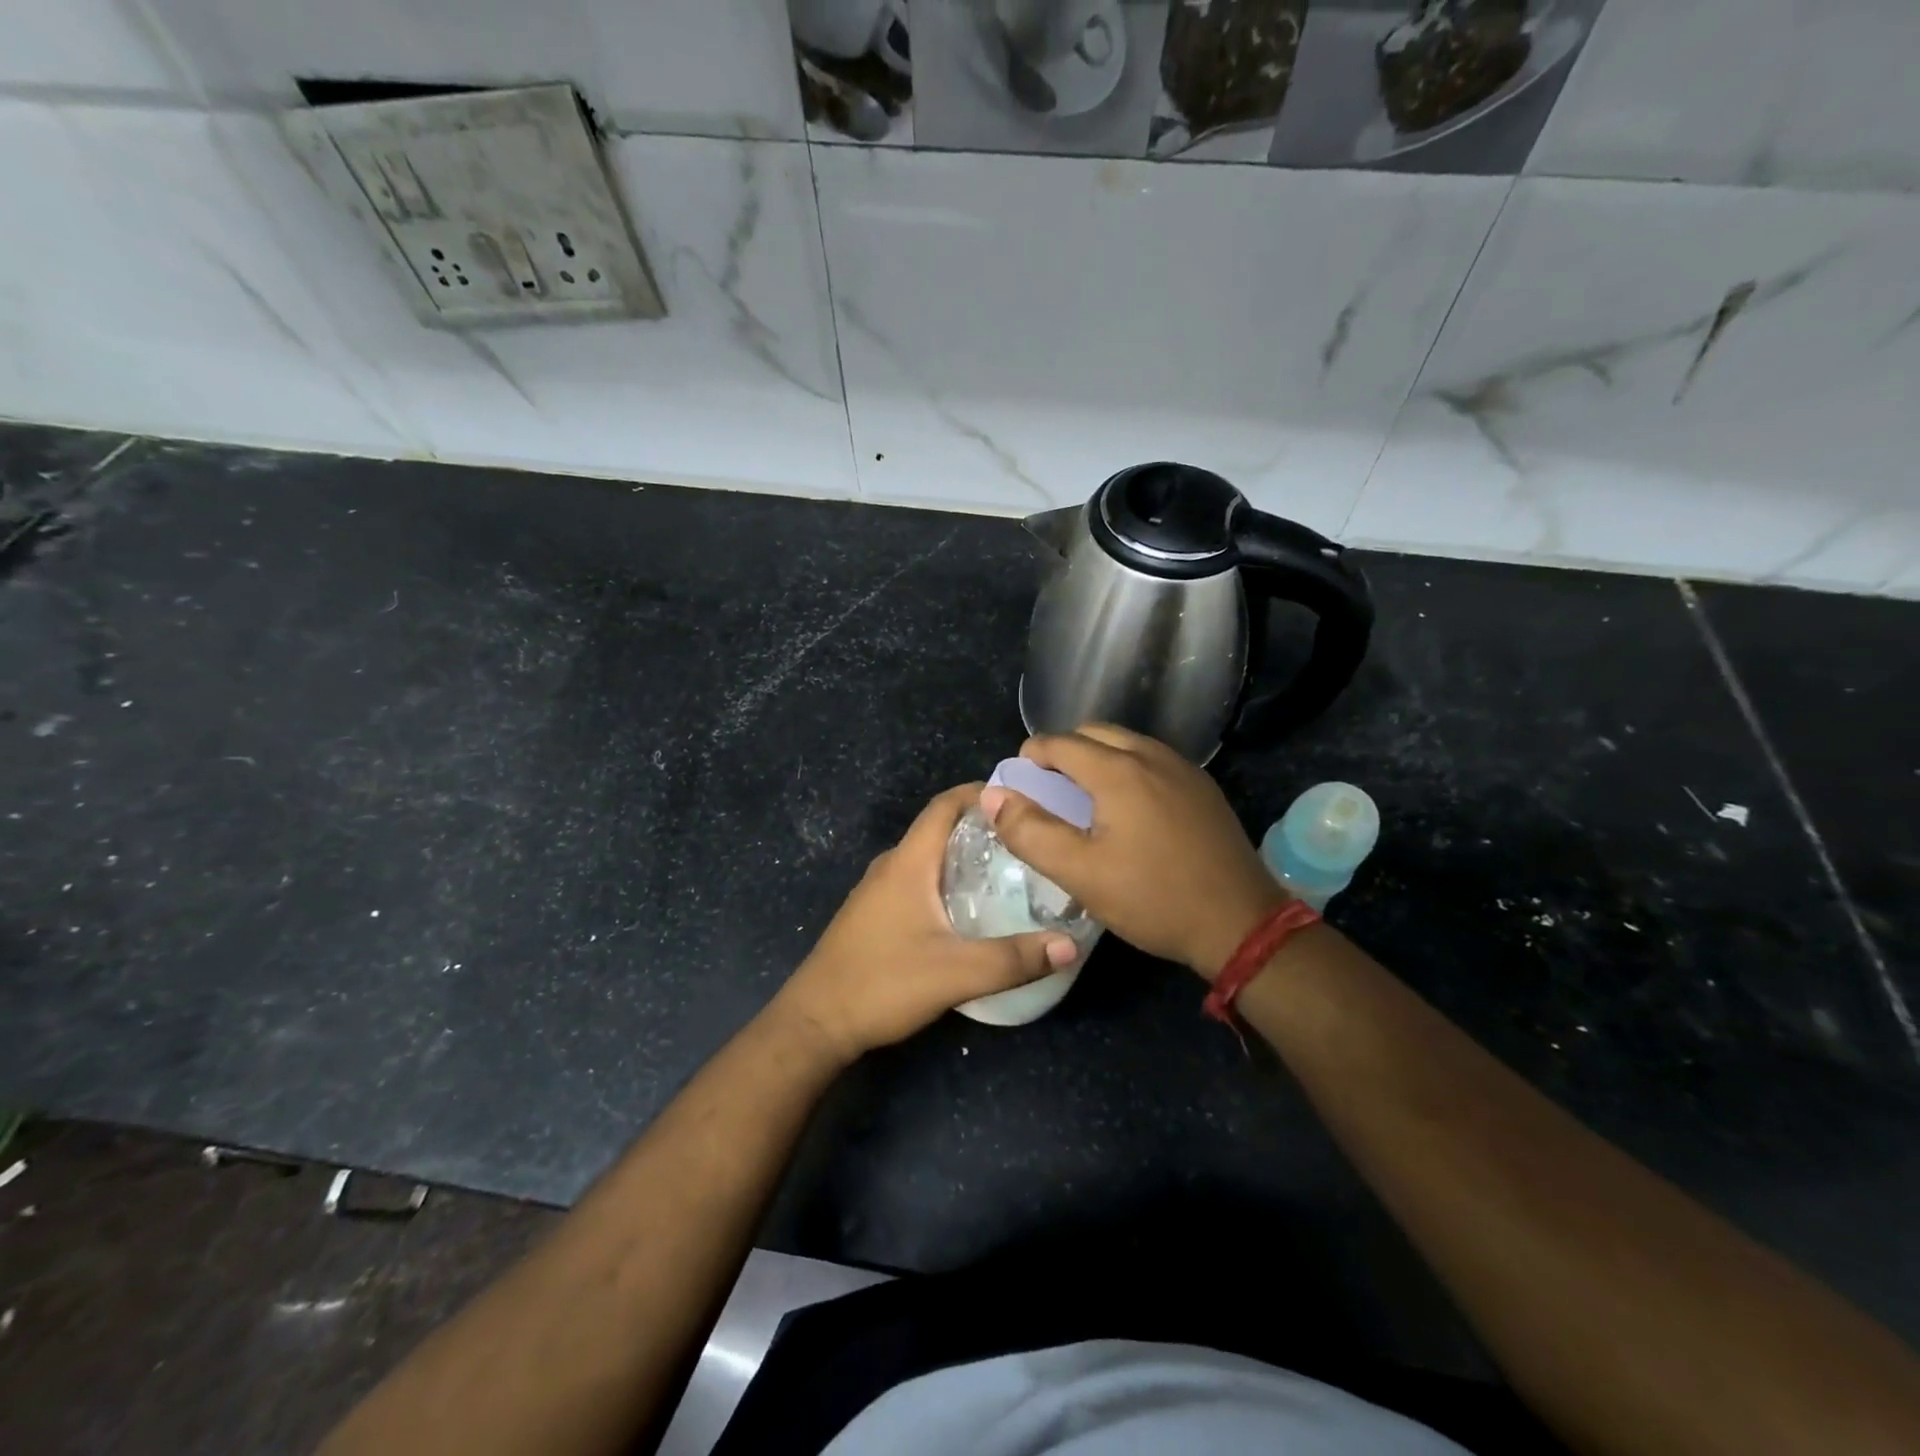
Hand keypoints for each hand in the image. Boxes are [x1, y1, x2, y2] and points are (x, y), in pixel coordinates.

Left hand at [773, 784, 1079, 1063]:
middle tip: (1027, 841)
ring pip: (927, 859)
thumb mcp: (956, 973)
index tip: (1019, 798)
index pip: (944, 806)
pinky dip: (946, 881)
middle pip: (939, 830)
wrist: (815, 1023)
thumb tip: (1070, 945)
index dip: (978, 793)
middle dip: (981, 828)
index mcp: (907, 863)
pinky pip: (917, 882)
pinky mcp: (874, 915)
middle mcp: (891, 866)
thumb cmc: (883, 983)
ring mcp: (877, 891)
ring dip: (963, 857)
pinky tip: (970, 910)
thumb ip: (1014, 959)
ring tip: (1009, 872)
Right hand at [980, 724, 1286, 979]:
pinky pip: (1153, 760)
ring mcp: (1184, 769)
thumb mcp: (1080, 873)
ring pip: (1127, 743)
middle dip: (1064, 750)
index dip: (1031, 756)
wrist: (1240, 923)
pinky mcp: (1203, 788)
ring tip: (1084, 797)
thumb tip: (993, 796)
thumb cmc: (1152, 898)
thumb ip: (1030, 831)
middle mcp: (1152, 756)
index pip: (1060, 742)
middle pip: (1094, 733)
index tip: (1019, 781)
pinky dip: (1127, 768)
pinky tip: (1128, 808)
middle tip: (1048, 787)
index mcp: (1118, 770)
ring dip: (1097, 757)